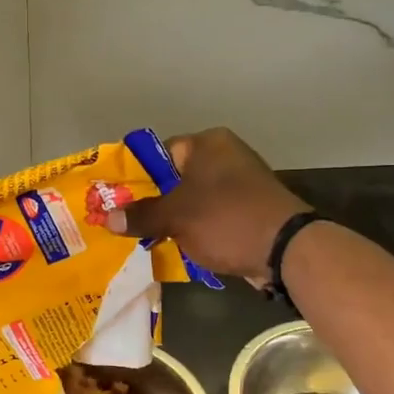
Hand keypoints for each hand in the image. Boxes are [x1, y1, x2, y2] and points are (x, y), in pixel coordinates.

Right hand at [107, 128, 308, 284]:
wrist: (286, 250)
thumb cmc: (225, 219)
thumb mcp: (175, 217)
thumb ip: (141, 215)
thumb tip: (108, 218)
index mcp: (208, 144)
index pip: (161, 153)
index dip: (138, 177)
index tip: (119, 200)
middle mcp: (226, 156)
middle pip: (176, 178)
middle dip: (154, 202)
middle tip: (129, 223)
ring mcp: (242, 184)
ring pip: (195, 199)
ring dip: (175, 219)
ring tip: (149, 239)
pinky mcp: (251, 209)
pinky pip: (213, 216)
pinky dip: (198, 229)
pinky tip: (179, 247)